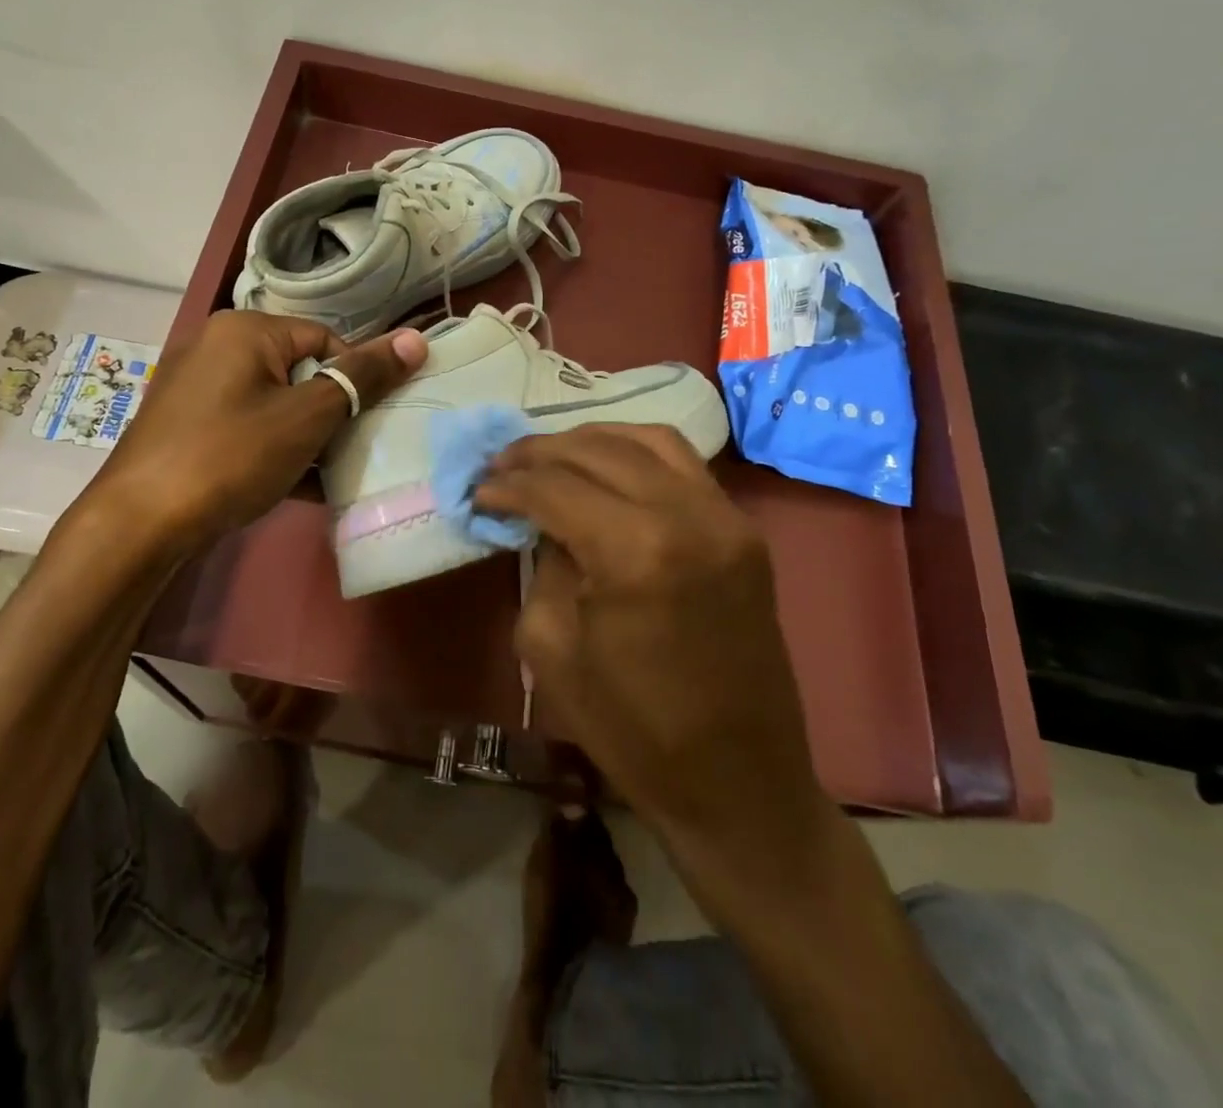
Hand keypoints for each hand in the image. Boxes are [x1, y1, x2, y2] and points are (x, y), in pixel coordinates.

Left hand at [77, 310, 426, 547]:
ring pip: (273, 403)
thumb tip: (416, 338)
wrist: (139, 524)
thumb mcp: (306, 417)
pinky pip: (246, 427)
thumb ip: (362, 377)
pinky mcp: (186, 425)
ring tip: (329, 474)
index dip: (356, 379)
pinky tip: (296, 487)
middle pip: (298, 371)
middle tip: (350, 450)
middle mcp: (216, 346)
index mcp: (245, 329)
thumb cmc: (231, 456)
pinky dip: (273, 450)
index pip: (325, 339)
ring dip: (306, 437)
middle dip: (330, 412)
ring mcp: (196, 388)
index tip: (371, 422)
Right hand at [474, 425, 826, 859]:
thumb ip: (542, 563)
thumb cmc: (631, 728)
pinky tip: (604, 465)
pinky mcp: (744, 529)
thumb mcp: (551, 646)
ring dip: (588, 440)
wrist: (738, 781)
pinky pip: (683, 463)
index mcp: (634, 552)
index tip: (478, 488)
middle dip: (539, 452)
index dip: (508, 484)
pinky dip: (635, 451)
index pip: (554, 487)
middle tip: (501, 464)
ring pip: (646, 440)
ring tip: (549, 456)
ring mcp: (725, 517)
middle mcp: (687, 515)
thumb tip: (540, 519)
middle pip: (597, 451)